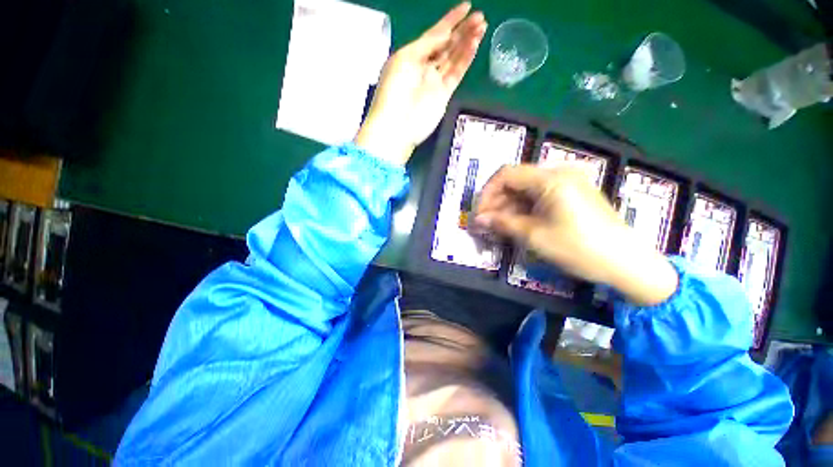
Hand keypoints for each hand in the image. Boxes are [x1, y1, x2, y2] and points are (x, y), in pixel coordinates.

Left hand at [355, 3, 486, 164]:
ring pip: (454, 57)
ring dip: (467, 42)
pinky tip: (475, 45)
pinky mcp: (444, 94)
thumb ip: (426, 44)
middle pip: (447, 44)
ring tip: (482, 26)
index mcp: (412, 56)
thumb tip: (445, 34)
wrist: (398, 125)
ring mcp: (435, 81)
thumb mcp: (406, 58)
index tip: (467, 6)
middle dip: (462, 30)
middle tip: (480, 17)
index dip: (450, 20)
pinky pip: (457, 73)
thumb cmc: (394, 90)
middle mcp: (425, 67)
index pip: (434, 34)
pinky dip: (465, 59)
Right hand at [475, 165, 677, 305]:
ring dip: (508, 206)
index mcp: (550, 179)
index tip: (479, 214)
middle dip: (496, 201)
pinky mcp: (572, 193)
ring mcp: (567, 182)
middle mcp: (558, 173)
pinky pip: (539, 195)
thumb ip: (502, 223)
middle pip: (515, 180)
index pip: (506, 175)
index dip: (487, 193)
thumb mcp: (534, 236)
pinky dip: (524, 208)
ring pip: (526, 189)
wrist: (626, 262)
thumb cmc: (578, 248)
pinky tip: (516, 222)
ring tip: (498, 226)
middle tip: (486, 223)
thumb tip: (477, 220)